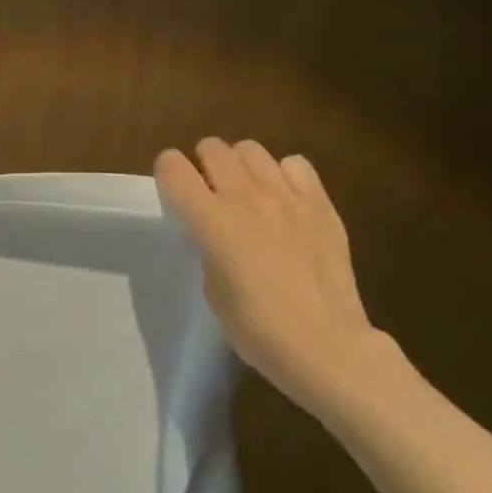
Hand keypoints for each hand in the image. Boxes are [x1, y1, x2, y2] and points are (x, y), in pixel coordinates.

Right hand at [155, 137, 393, 414]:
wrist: (324, 344)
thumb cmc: (255, 327)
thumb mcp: (211, 287)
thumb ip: (208, 246)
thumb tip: (217, 231)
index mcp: (210, 221)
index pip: (173, 168)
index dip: (167, 174)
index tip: (172, 193)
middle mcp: (246, 197)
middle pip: (213, 148)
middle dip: (203, 165)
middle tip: (207, 193)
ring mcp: (287, 197)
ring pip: (251, 150)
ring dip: (240, 166)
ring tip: (245, 193)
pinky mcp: (321, 205)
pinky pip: (295, 165)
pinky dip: (282, 175)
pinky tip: (283, 201)